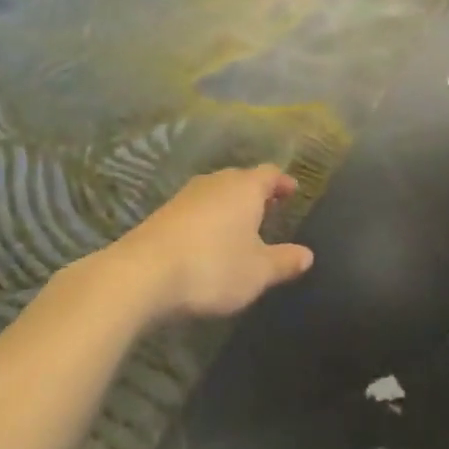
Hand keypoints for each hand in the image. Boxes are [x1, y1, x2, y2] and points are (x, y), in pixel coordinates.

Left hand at [112, 166, 313, 319]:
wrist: (141, 274)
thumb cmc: (213, 267)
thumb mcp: (258, 272)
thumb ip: (284, 262)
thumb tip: (307, 254)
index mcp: (245, 188)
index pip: (270, 174)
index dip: (282, 182)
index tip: (292, 191)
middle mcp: (215, 183)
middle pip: (241, 179)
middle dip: (256, 192)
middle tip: (269, 207)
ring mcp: (185, 196)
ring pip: (216, 192)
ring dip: (229, 205)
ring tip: (240, 225)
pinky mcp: (162, 214)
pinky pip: (195, 209)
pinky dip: (207, 218)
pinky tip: (207, 239)